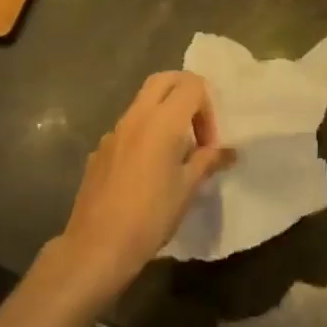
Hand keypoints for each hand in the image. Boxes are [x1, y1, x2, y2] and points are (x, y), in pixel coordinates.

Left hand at [51, 72, 234, 298]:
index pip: (192, 85)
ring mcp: (114, 131)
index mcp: (162, 121)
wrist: (97, 246)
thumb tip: (228, 151)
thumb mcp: (188, 188)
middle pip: (164, 80)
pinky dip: (145, 132)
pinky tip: (148, 170)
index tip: (209, 143)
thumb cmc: (151, 216)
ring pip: (143, 101)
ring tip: (175, 151)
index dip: (207, 107)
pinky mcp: (100, 149)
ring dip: (164, 112)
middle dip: (186, 93)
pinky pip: (128, 127)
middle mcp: (136, 117)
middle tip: (197, 127)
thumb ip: (208, 161)